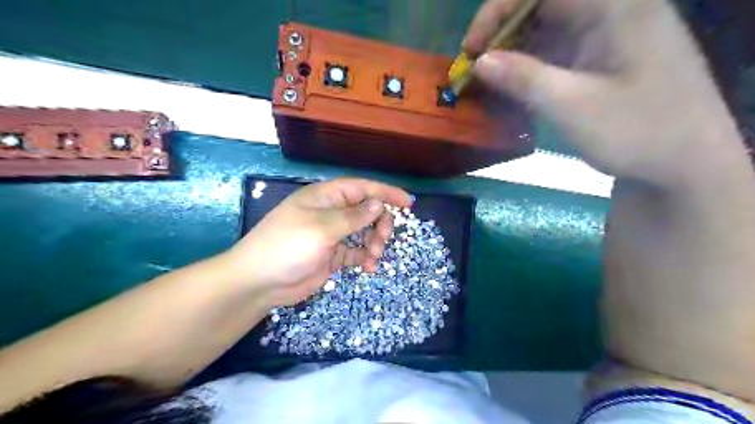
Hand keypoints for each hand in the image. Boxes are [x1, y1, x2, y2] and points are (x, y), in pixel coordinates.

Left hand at [225, 178, 412, 306]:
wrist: (259, 283)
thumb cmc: (288, 246)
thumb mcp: (322, 228)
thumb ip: (353, 216)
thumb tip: (378, 204)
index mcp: (326, 197)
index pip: (362, 188)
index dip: (386, 193)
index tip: (409, 203)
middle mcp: (331, 212)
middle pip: (366, 211)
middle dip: (380, 223)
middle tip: (382, 240)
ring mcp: (332, 234)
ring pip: (364, 231)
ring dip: (374, 242)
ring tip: (374, 257)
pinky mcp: (332, 255)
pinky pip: (357, 251)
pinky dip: (365, 257)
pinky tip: (368, 267)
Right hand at [467, 0, 741, 184]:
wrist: (686, 164)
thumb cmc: (636, 132)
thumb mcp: (572, 106)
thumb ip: (523, 78)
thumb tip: (480, 61)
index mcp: (614, 7)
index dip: (497, 10)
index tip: (472, 48)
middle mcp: (613, 10)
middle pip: (543, 4)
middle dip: (502, 32)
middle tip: (475, 66)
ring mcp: (611, 33)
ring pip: (549, 27)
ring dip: (514, 49)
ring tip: (487, 78)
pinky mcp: (606, 56)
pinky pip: (560, 48)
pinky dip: (531, 63)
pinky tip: (514, 84)